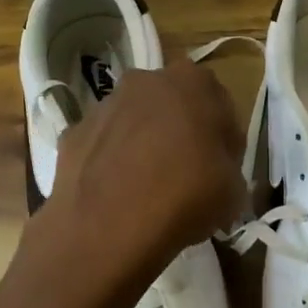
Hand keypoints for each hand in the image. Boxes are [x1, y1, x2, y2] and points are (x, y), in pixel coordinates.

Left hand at [37, 58, 245, 304]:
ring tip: (150, 191)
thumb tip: (218, 174)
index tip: (224, 169)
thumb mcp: (234, 189)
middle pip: (172, 106)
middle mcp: (146, 81)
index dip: (224, 139)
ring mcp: (104, 105)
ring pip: (134, 122)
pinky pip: (103, 145)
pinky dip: (111, 163)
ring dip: (143, 144)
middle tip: (189, 175)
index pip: (219, 105)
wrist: (107, 226)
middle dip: (181, 133)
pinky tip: (117, 196)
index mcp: (193, 82)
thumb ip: (229, 169)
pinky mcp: (72, 133)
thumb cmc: (185, 195)